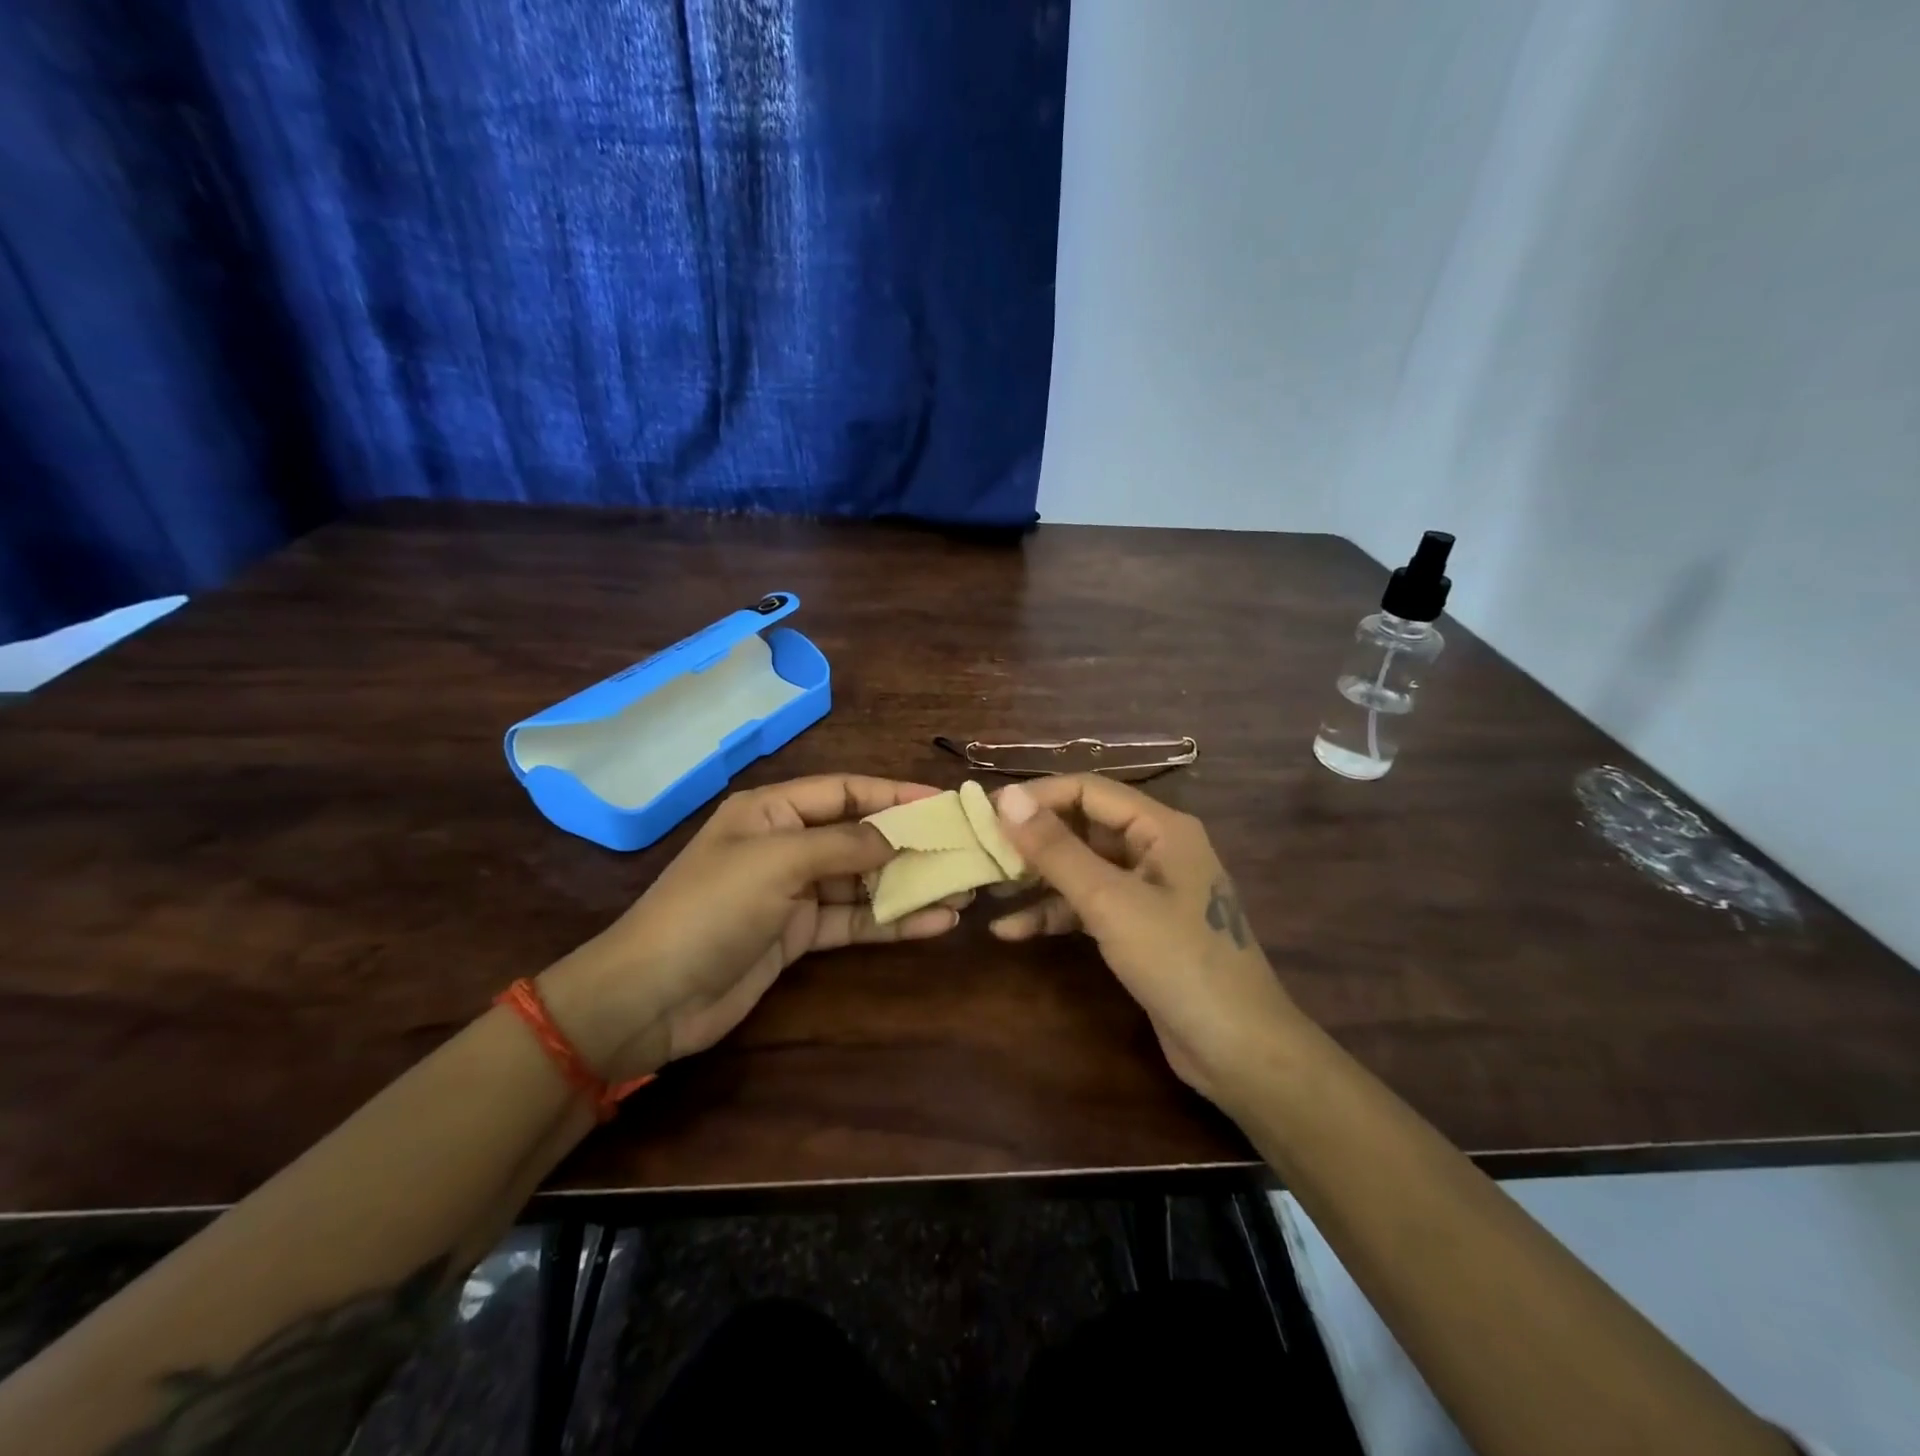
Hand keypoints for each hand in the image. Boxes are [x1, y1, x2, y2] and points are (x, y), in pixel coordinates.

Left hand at [540, 776, 964, 1081]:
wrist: (651, 998)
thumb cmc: (711, 909)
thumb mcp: (778, 862)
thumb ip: (844, 844)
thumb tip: (897, 833)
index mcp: (772, 810)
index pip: (846, 791)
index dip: (894, 793)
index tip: (944, 801)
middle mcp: (787, 844)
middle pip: (860, 836)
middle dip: (910, 843)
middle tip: (964, 850)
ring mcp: (794, 892)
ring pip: (863, 881)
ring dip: (910, 885)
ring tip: (963, 890)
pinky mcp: (800, 935)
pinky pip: (854, 921)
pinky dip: (892, 921)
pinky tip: (935, 923)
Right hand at [987, 775, 1303, 1105]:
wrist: (1238, 1050)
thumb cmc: (1179, 962)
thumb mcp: (1110, 901)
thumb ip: (1056, 849)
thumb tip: (1005, 797)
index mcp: (1161, 827)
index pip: (1087, 790)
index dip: (1036, 797)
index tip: (985, 814)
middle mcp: (1155, 848)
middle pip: (1082, 827)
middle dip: (1032, 840)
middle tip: (980, 853)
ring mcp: (1147, 889)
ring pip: (1081, 868)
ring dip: (1037, 879)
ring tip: (987, 888)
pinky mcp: (1137, 927)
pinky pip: (1088, 906)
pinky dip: (1053, 914)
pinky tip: (1011, 930)